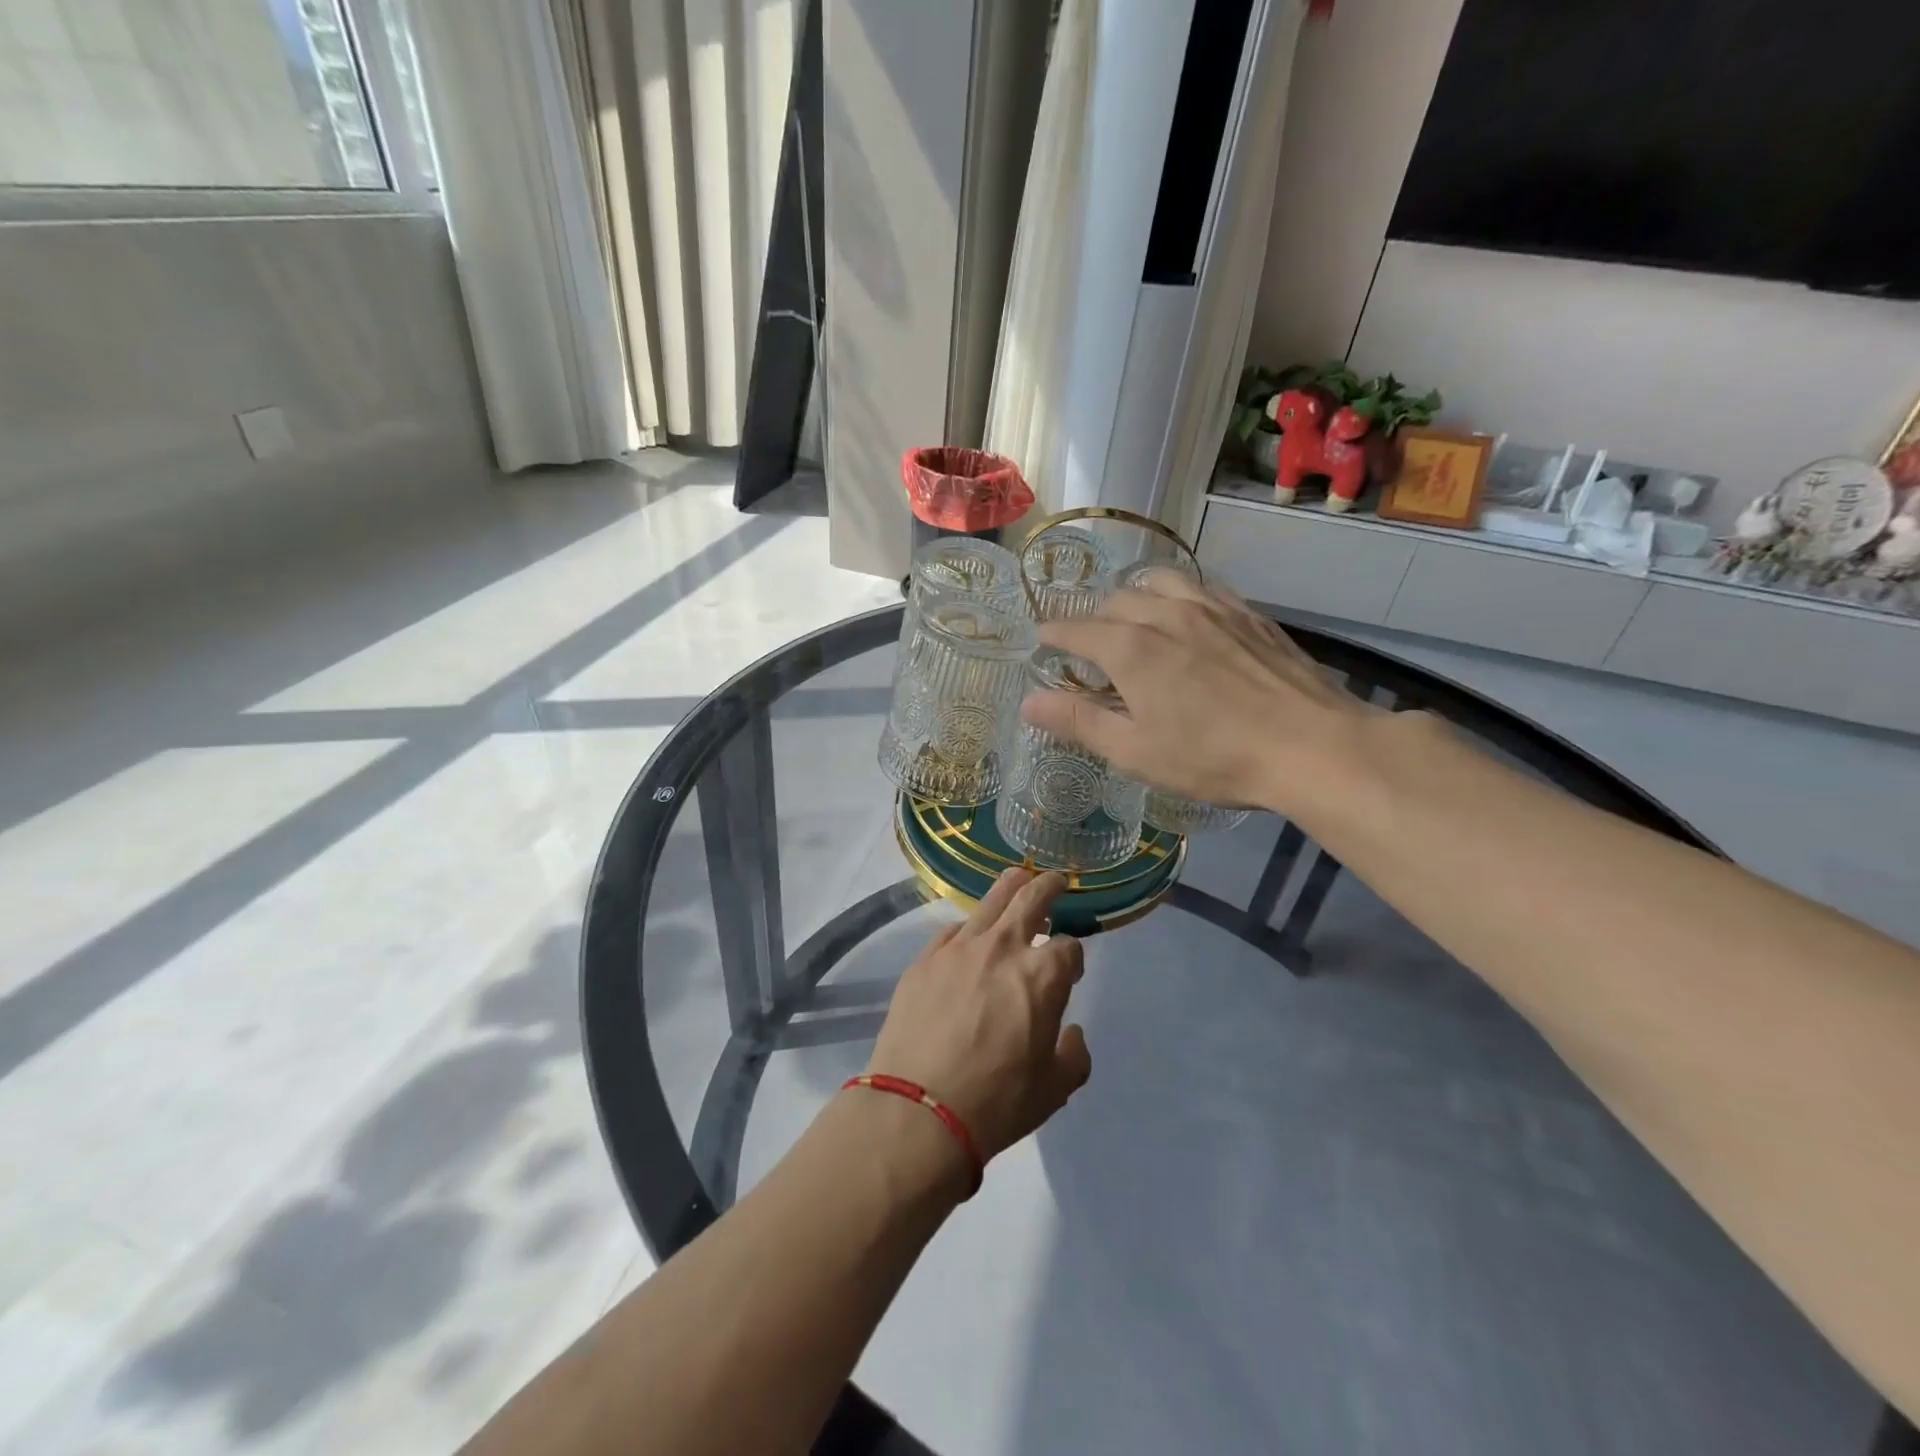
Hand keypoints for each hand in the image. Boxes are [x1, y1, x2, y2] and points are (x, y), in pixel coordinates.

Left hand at [867, 870, 1091, 1161]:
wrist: (917, 1109)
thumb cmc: (996, 1101)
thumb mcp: (1054, 1090)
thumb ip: (1073, 1055)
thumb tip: (1069, 1033)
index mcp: (1042, 975)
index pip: (1069, 947)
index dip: (1074, 957)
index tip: (1070, 969)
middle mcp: (1003, 948)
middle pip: (1031, 898)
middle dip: (1048, 886)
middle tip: (1055, 881)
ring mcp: (959, 948)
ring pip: (991, 900)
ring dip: (1010, 886)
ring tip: (1017, 879)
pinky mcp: (925, 958)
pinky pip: (953, 929)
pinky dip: (969, 927)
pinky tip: (969, 935)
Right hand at [1021, 569, 1377, 816]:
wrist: (1310, 746)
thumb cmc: (1212, 758)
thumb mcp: (1134, 751)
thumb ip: (1078, 721)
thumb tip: (1028, 701)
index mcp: (1130, 648)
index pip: (1076, 629)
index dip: (1053, 633)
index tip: (1042, 640)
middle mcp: (1165, 613)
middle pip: (1114, 601)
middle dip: (1092, 619)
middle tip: (1088, 644)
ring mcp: (1211, 607)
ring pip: (1158, 582)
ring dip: (1135, 595)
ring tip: (1134, 616)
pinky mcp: (1248, 614)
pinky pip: (1201, 586)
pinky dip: (1178, 594)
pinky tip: (1187, 613)